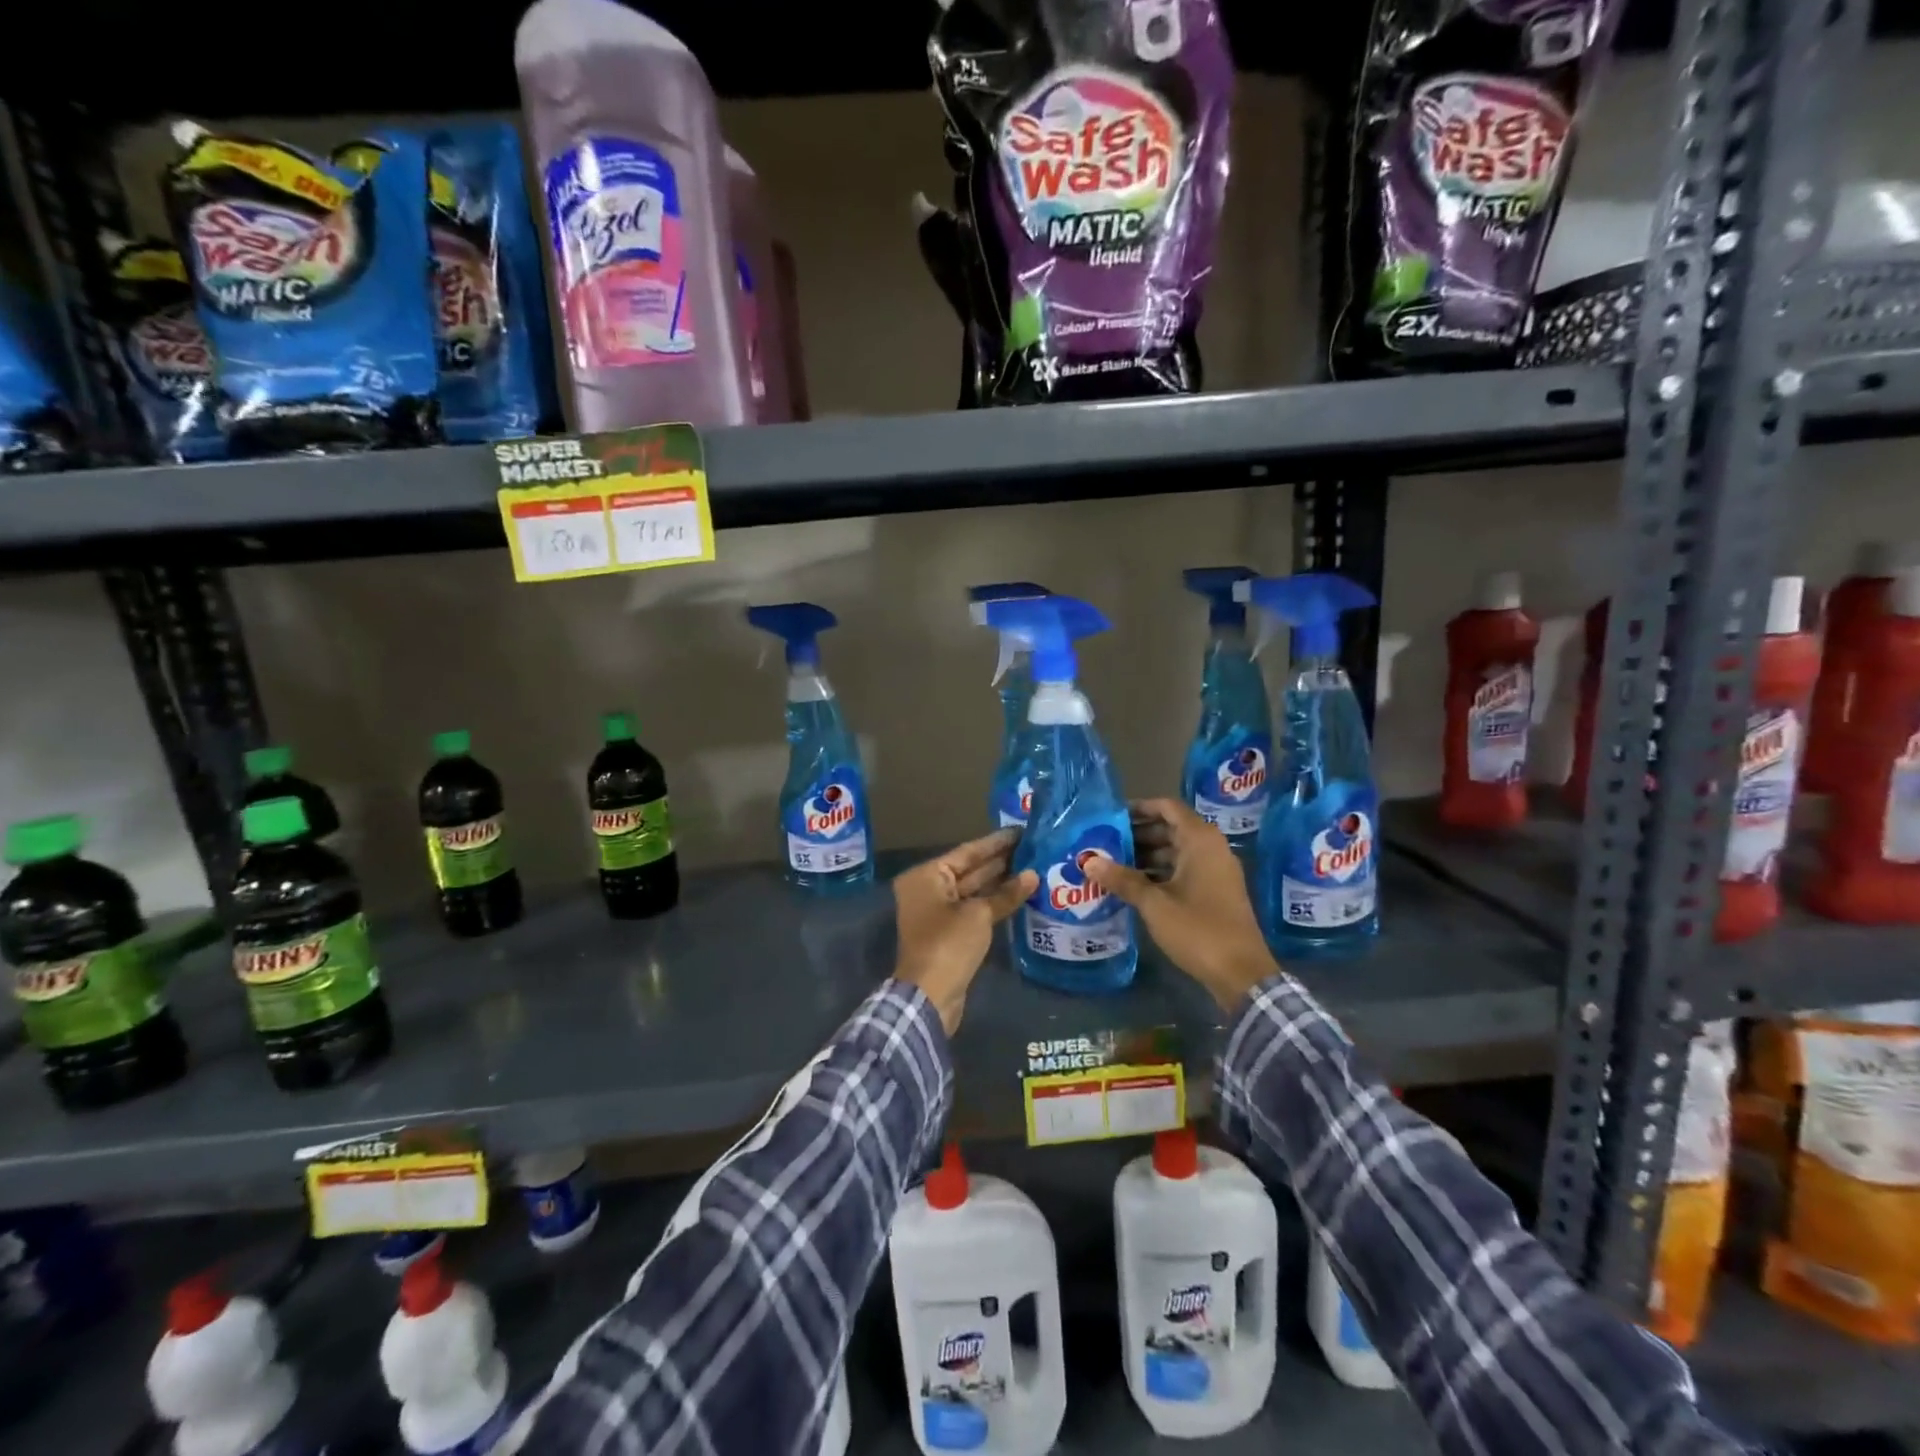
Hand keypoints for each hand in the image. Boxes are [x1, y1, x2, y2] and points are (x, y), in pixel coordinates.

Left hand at [892, 829, 1037, 1034]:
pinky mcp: (949, 933)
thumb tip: (1033, 875)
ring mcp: (937, 912)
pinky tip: (1020, 893)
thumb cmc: (948, 944)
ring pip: (973, 890)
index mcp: (926, 876)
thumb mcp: (979, 915)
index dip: (996, 842)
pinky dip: (994, 902)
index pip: (967, 852)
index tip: (1021, 831)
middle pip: (969, 869)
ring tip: (1033, 867)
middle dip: (1000, 861)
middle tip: (1033, 848)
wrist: (930, 995)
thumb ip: (1006, 893)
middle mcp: (927, 889)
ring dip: (1000, 882)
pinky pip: (974, 908)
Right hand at [1084, 799, 1280, 1010]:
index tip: (1112, 816)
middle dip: (1138, 833)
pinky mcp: (1216, 891)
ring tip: (1113, 864)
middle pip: (1171, 828)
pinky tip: (1134, 885)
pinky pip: (1184, 869)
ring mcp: (1216, 871)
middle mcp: (1211, 848)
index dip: (1140, 808)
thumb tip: (1088, 861)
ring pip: (1177, 851)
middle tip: (1105, 842)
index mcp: (1201, 840)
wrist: (1241, 973)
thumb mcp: (1154, 903)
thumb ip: (1122, 879)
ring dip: (1147, 854)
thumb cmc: (1198, 929)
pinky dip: (1160, 872)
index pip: (1168, 808)